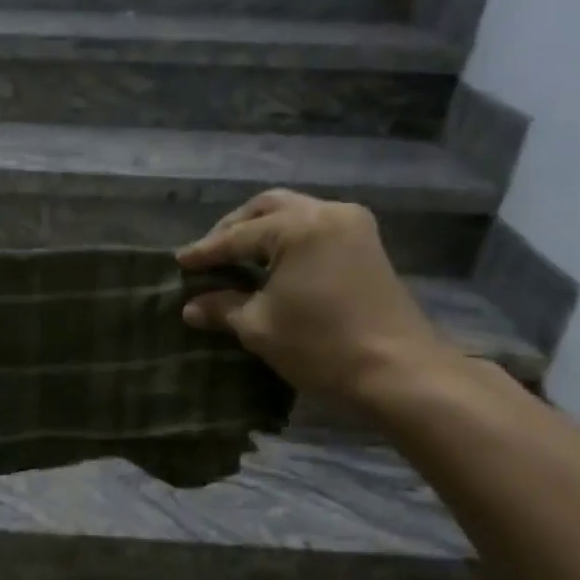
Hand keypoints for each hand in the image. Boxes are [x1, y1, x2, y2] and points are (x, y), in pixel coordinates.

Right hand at [177, 189, 457, 405]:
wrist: (399, 372)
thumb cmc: (321, 346)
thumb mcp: (259, 327)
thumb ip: (222, 308)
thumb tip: (191, 307)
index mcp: (299, 226)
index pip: (238, 235)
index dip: (206, 251)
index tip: (179, 263)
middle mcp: (328, 212)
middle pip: (268, 207)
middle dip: (234, 228)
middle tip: (209, 253)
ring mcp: (353, 226)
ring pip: (295, 214)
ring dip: (262, 231)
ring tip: (236, 257)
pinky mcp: (367, 246)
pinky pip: (316, 228)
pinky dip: (288, 239)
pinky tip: (271, 264)